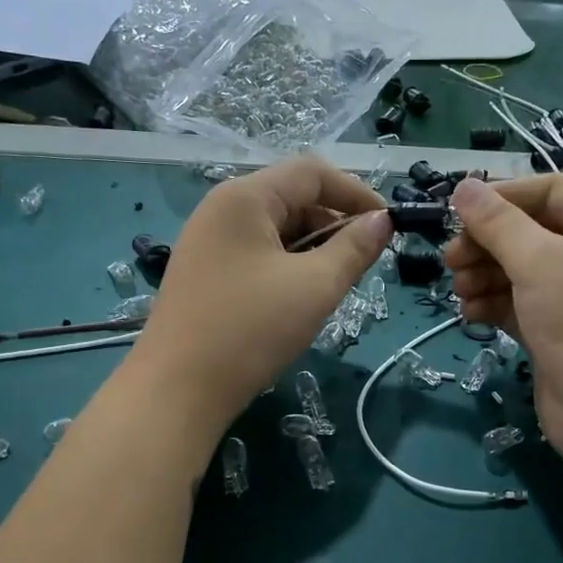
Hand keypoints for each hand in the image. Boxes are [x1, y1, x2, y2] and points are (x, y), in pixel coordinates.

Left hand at [126, 158, 390, 434]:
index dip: (355, 192)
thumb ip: (354, 249)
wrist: (176, 390)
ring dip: (312, 248)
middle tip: (360, 264)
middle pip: (291, 197)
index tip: (386, 226)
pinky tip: (298, 299)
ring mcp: (208, 241)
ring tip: (332, 286)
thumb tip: (382, 221)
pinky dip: (286, 266)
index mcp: (245, 198)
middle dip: (333, 224)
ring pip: (275, 229)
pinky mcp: (204, 272)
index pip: (312, 172)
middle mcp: (221, 209)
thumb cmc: (250, 330)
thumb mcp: (315, 287)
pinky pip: (256, 253)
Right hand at [445, 175, 562, 473]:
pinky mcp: (559, 332)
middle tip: (450, 259)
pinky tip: (470, 314)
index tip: (458, 211)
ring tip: (459, 291)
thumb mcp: (540, 261)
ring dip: (484, 275)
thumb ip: (497, 222)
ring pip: (521, 271)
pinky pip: (520, 305)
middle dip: (487, 243)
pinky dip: (494, 304)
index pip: (551, 190)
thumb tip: (463, 186)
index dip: (503, 196)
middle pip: (531, 232)